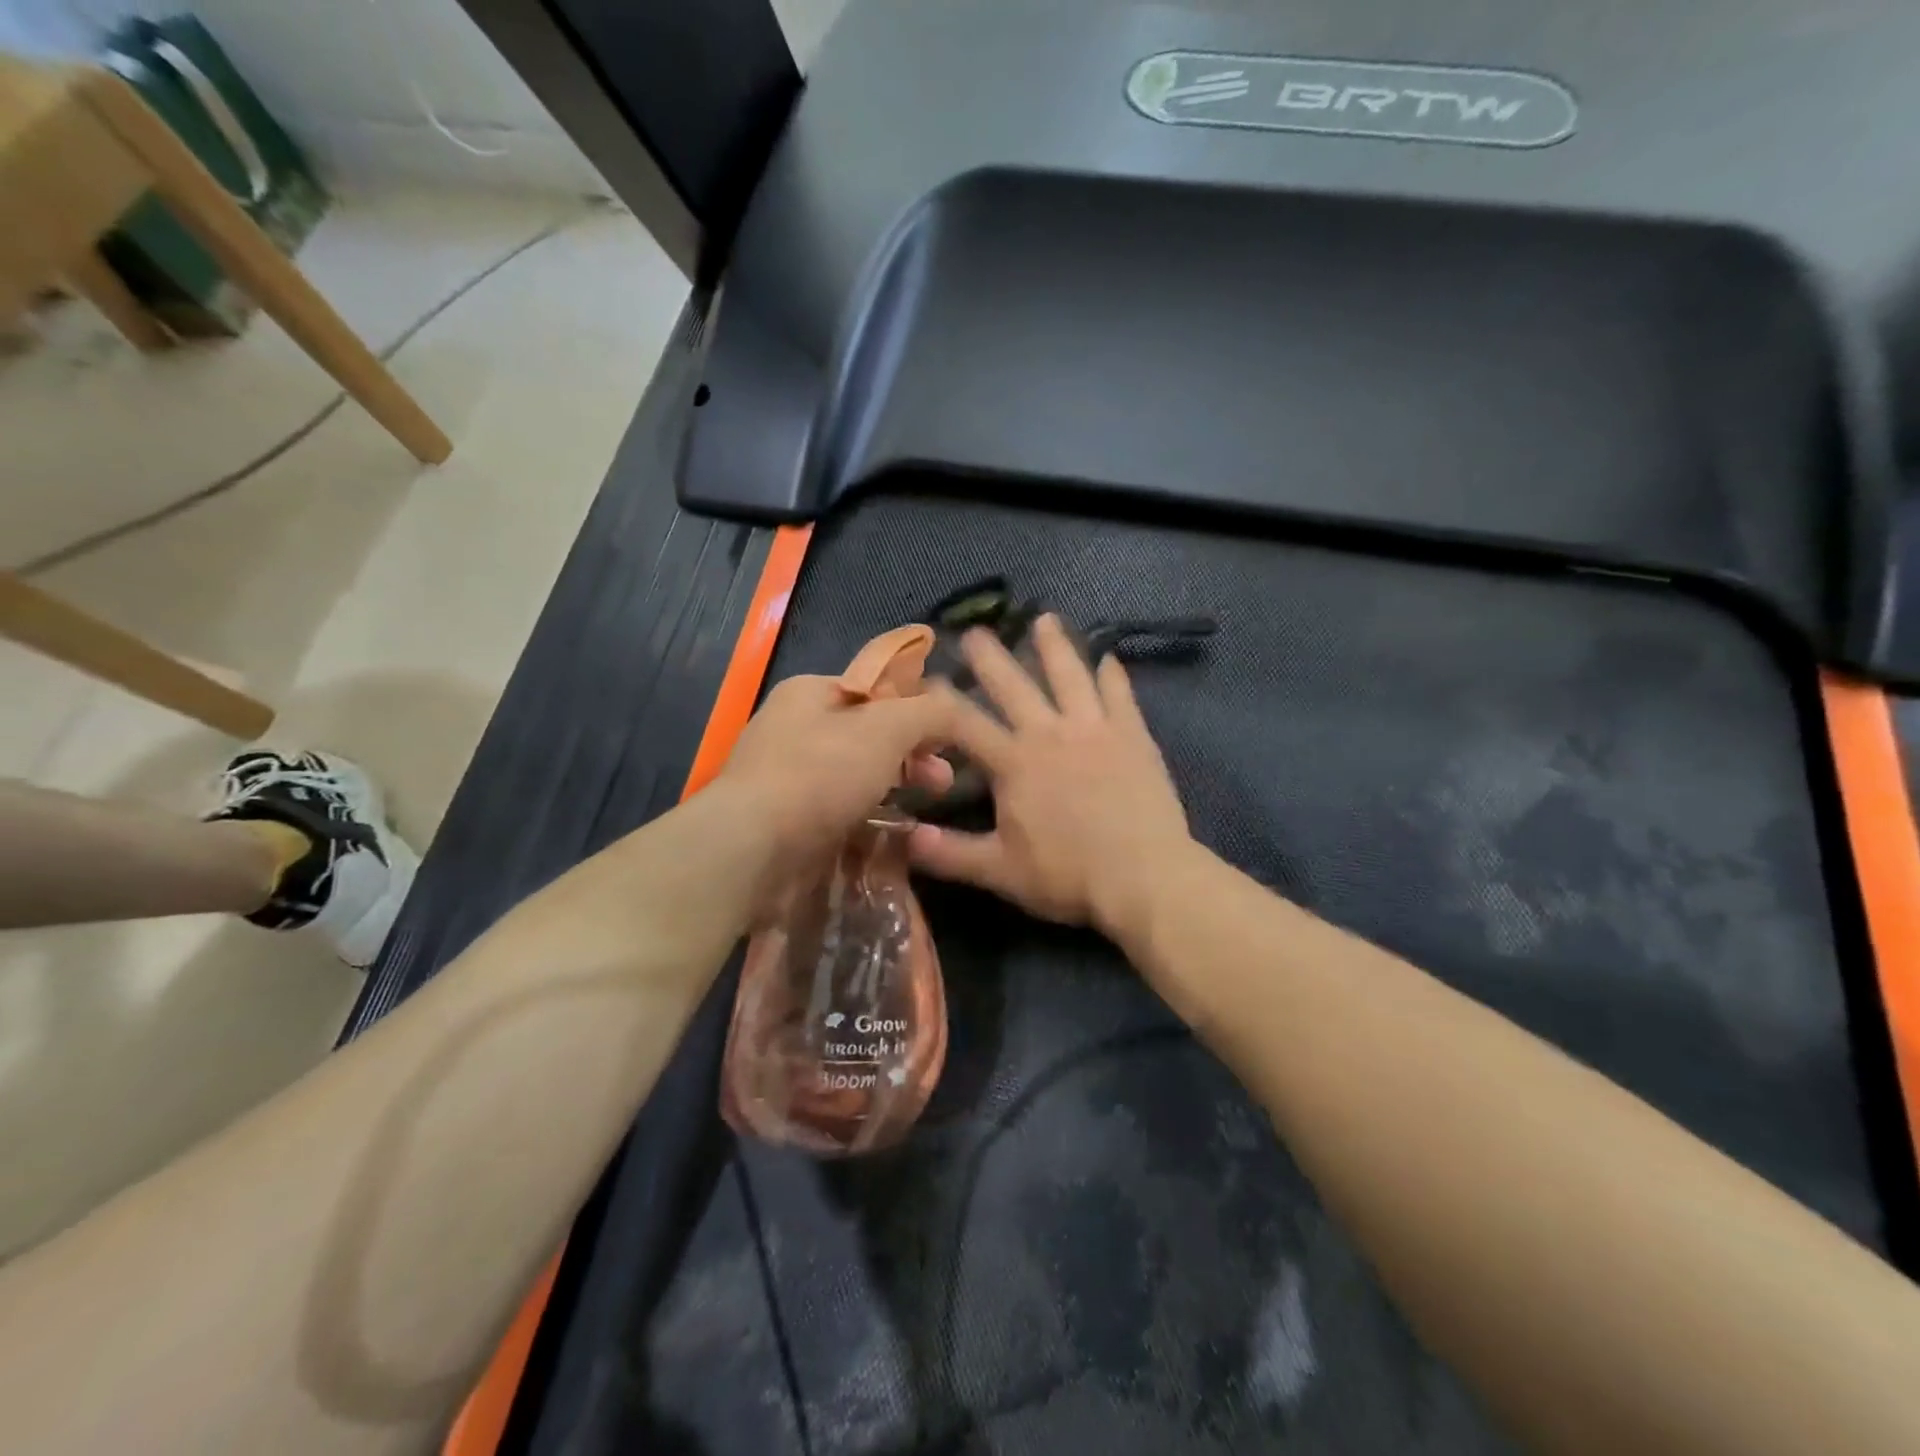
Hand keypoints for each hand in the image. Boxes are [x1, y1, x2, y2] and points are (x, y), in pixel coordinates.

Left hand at [718, 673, 953, 881]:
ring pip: (857, 773)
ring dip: (894, 784)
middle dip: (913, 752)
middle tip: (943, 778)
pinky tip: (890, 830)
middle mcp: (795, 727)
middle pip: (870, 732)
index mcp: (811, 692)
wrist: (752, 849)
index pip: (877, 688)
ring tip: (925, 806)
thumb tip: (954, 705)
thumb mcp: (887, 729)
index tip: (948, 736)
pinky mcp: (788, 818)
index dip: (917, 707)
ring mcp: (789, 775)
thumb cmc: (820, 774)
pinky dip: (867, 813)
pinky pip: (839, 807)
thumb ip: (929, 711)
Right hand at [908, 613, 1193, 939]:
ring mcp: (1095, 729)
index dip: (941, 700)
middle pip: (1014, 686)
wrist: (1144, 877)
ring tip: (1045, 619)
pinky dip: (1113, 674)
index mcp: (1014, 763)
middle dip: (990, 658)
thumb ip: (949, 853)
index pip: (966, 722)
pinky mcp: (1133, 735)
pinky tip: (1110, 656)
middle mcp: (1050, 734)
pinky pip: (1120, 695)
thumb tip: (903, 836)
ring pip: (1070, 676)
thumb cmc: (1067, 876)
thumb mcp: (999, 871)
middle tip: (974, 632)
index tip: (925, 678)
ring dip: (1055, 646)